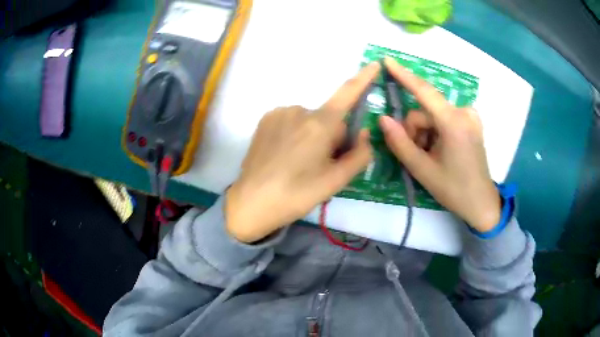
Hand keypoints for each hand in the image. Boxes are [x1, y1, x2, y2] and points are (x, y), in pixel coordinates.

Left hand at [225, 62, 379, 242]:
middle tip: (321, 166)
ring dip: (312, 135)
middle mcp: (299, 110)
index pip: (348, 94)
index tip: (374, 63)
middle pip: (329, 119)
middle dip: (332, 137)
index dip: (363, 78)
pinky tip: (284, 155)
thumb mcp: (335, 181)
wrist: (251, 202)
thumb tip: (364, 133)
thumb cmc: (296, 195)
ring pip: (310, 120)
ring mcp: (279, 113)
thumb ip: (359, 155)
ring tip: (299, 163)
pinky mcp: (265, 119)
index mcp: (320, 124)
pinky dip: (295, 133)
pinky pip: (291, 121)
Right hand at [379, 57, 499, 231]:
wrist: (481, 203)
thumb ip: (400, 142)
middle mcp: (464, 113)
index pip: (424, 92)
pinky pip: (445, 117)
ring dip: (426, 132)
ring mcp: (470, 116)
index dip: (404, 75)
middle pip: (426, 111)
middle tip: (418, 154)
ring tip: (431, 156)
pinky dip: (437, 131)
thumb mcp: (422, 170)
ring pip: (434, 115)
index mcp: (454, 124)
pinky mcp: (472, 121)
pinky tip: (441, 149)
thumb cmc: (453, 189)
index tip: (387, 60)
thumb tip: (383, 119)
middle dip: (415, 130)